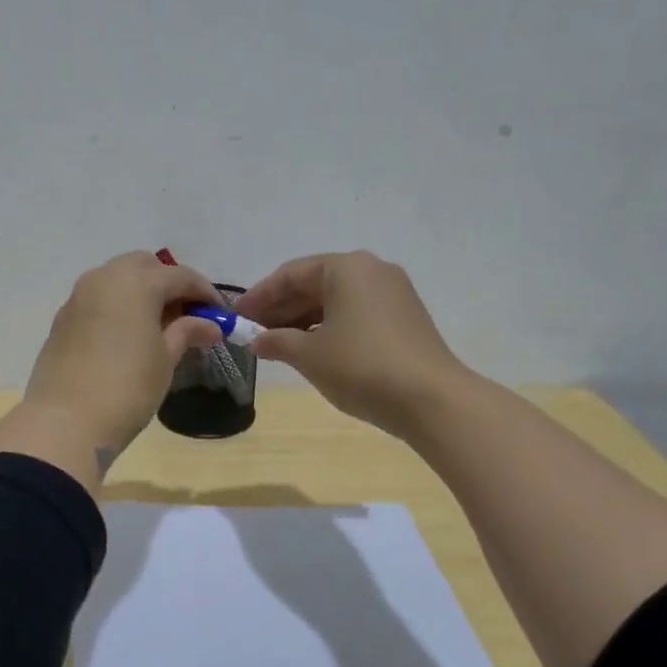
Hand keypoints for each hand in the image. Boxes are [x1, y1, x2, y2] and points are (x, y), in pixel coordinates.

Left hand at [0, 252, 224, 491]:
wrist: (66, 422)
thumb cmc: (127, 388)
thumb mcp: (165, 359)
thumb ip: (187, 332)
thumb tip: (210, 325)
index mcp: (136, 282)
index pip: (180, 276)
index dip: (205, 293)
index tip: (220, 314)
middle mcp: (104, 278)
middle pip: (144, 266)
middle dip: (168, 284)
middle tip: (185, 315)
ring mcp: (78, 297)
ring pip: (116, 280)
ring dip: (140, 293)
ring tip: (157, 327)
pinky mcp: (62, 319)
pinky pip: (97, 300)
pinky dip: (117, 307)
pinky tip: (126, 337)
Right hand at [235, 251, 467, 440]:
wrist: (430, 399)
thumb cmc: (361, 367)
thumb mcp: (309, 355)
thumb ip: (277, 342)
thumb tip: (257, 340)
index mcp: (346, 268)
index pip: (291, 274)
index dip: (259, 296)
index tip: (235, 315)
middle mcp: (371, 270)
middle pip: (314, 284)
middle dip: (281, 308)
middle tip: (252, 331)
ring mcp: (392, 293)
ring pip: (335, 300)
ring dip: (302, 320)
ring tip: (276, 344)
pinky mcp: (404, 318)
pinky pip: (354, 313)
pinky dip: (328, 327)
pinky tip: (310, 349)